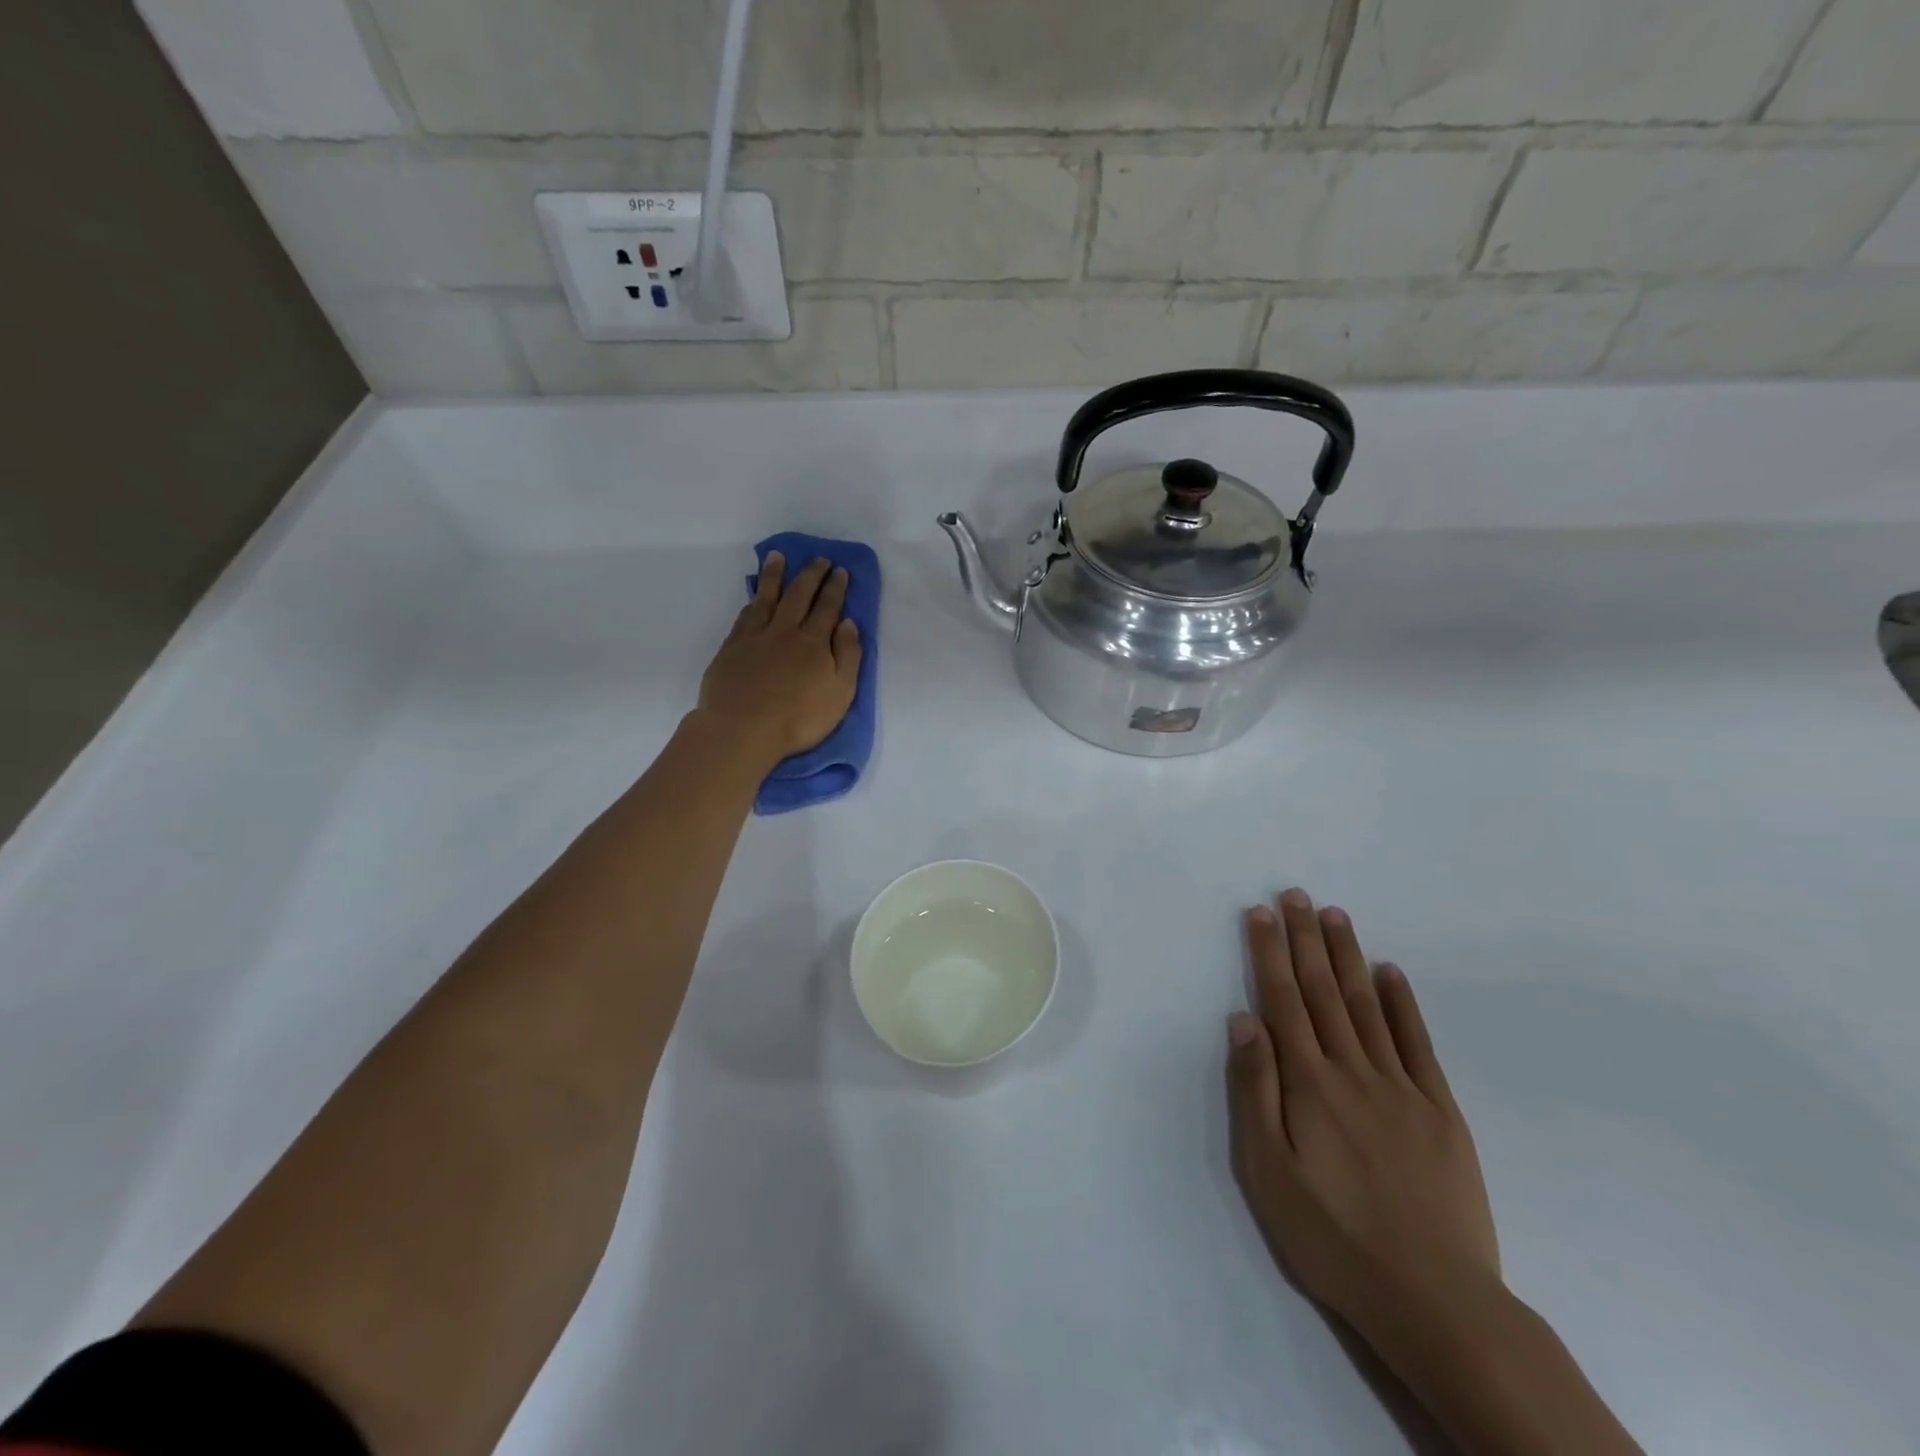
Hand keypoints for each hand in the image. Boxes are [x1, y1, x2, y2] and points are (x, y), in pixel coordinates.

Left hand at [697, 553, 861, 766]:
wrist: (742, 729)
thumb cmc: (798, 718)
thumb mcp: (840, 693)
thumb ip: (847, 656)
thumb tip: (848, 623)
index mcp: (814, 643)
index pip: (828, 608)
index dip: (835, 588)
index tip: (840, 570)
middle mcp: (785, 631)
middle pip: (799, 595)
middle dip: (811, 575)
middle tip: (819, 559)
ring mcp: (755, 637)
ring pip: (767, 598)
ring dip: (775, 575)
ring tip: (778, 557)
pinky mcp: (732, 648)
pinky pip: (745, 615)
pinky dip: (753, 601)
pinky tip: (754, 596)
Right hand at [1226, 889, 1500, 1343]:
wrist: (1435, 1300)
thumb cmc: (1333, 1237)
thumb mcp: (1268, 1172)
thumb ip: (1255, 1091)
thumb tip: (1244, 1021)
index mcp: (1308, 1084)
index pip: (1283, 1001)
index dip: (1269, 953)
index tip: (1261, 913)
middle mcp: (1353, 1071)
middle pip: (1323, 991)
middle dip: (1306, 939)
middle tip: (1296, 895)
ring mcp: (1401, 1088)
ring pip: (1367, 1006)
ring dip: (1348, 957)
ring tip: (1335, 916)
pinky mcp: (1440, 1111)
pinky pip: (1417, 1044)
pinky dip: (1402, 1003)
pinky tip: (1390, 973)